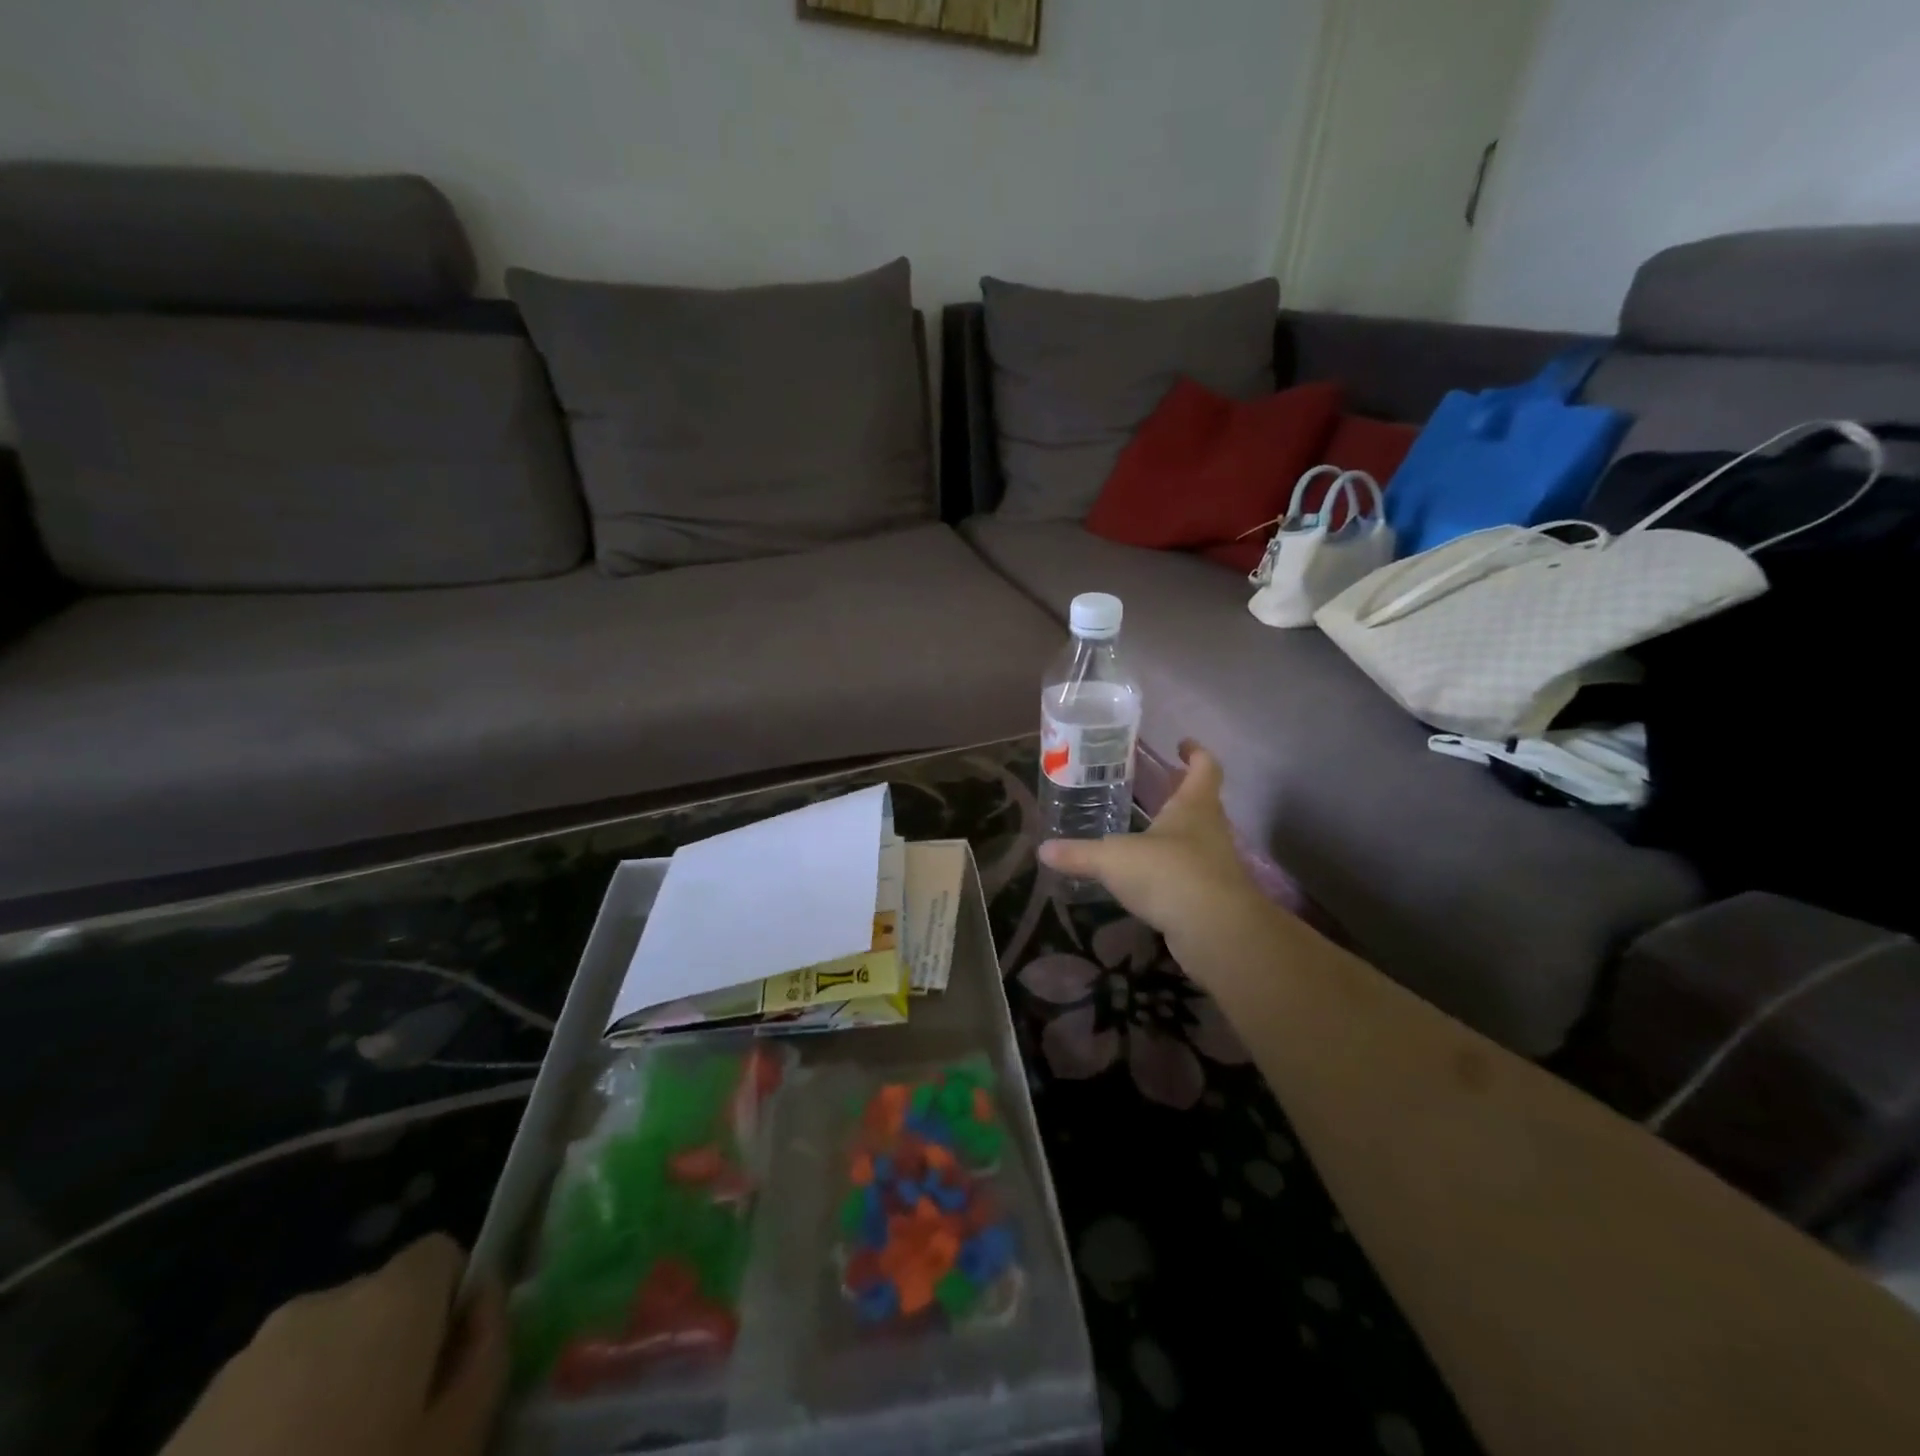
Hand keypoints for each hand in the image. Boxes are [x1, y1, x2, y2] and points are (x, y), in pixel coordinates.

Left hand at [163, 1234, 506, 1455]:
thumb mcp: (460, 1433)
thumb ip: (488, 1348)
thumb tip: (483, 1301)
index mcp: (391, 1296)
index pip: (442, 1253)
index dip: (453, 1301)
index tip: (447, 1367)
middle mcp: (321, 1304)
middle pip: (378, 1302)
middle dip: (390, 1349)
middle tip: (390, 1430)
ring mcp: (243, 1362)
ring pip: (317, 1352)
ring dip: (329, 1390)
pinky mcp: (183, 1422)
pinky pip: (259, 1399)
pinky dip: (272, 1431)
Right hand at [1039, 742, 1270, 979]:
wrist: (1215, 931)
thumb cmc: (1168, 873)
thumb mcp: (1113, 859)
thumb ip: (1079, 854)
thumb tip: (1043, 850)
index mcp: (1194, 806)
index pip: (1205, 767)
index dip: (1196, 753)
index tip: (1182, 743)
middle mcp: (1210, 830)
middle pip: (1201, 802)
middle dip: (1179, 792)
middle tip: (1153, 786)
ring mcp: (1215, 864)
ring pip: (1197, 839)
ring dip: (1176, 833)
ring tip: (1144, 832)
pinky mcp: (1212, 896)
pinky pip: (1190, 874)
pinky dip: (1172, 871)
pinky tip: (1148, 878)